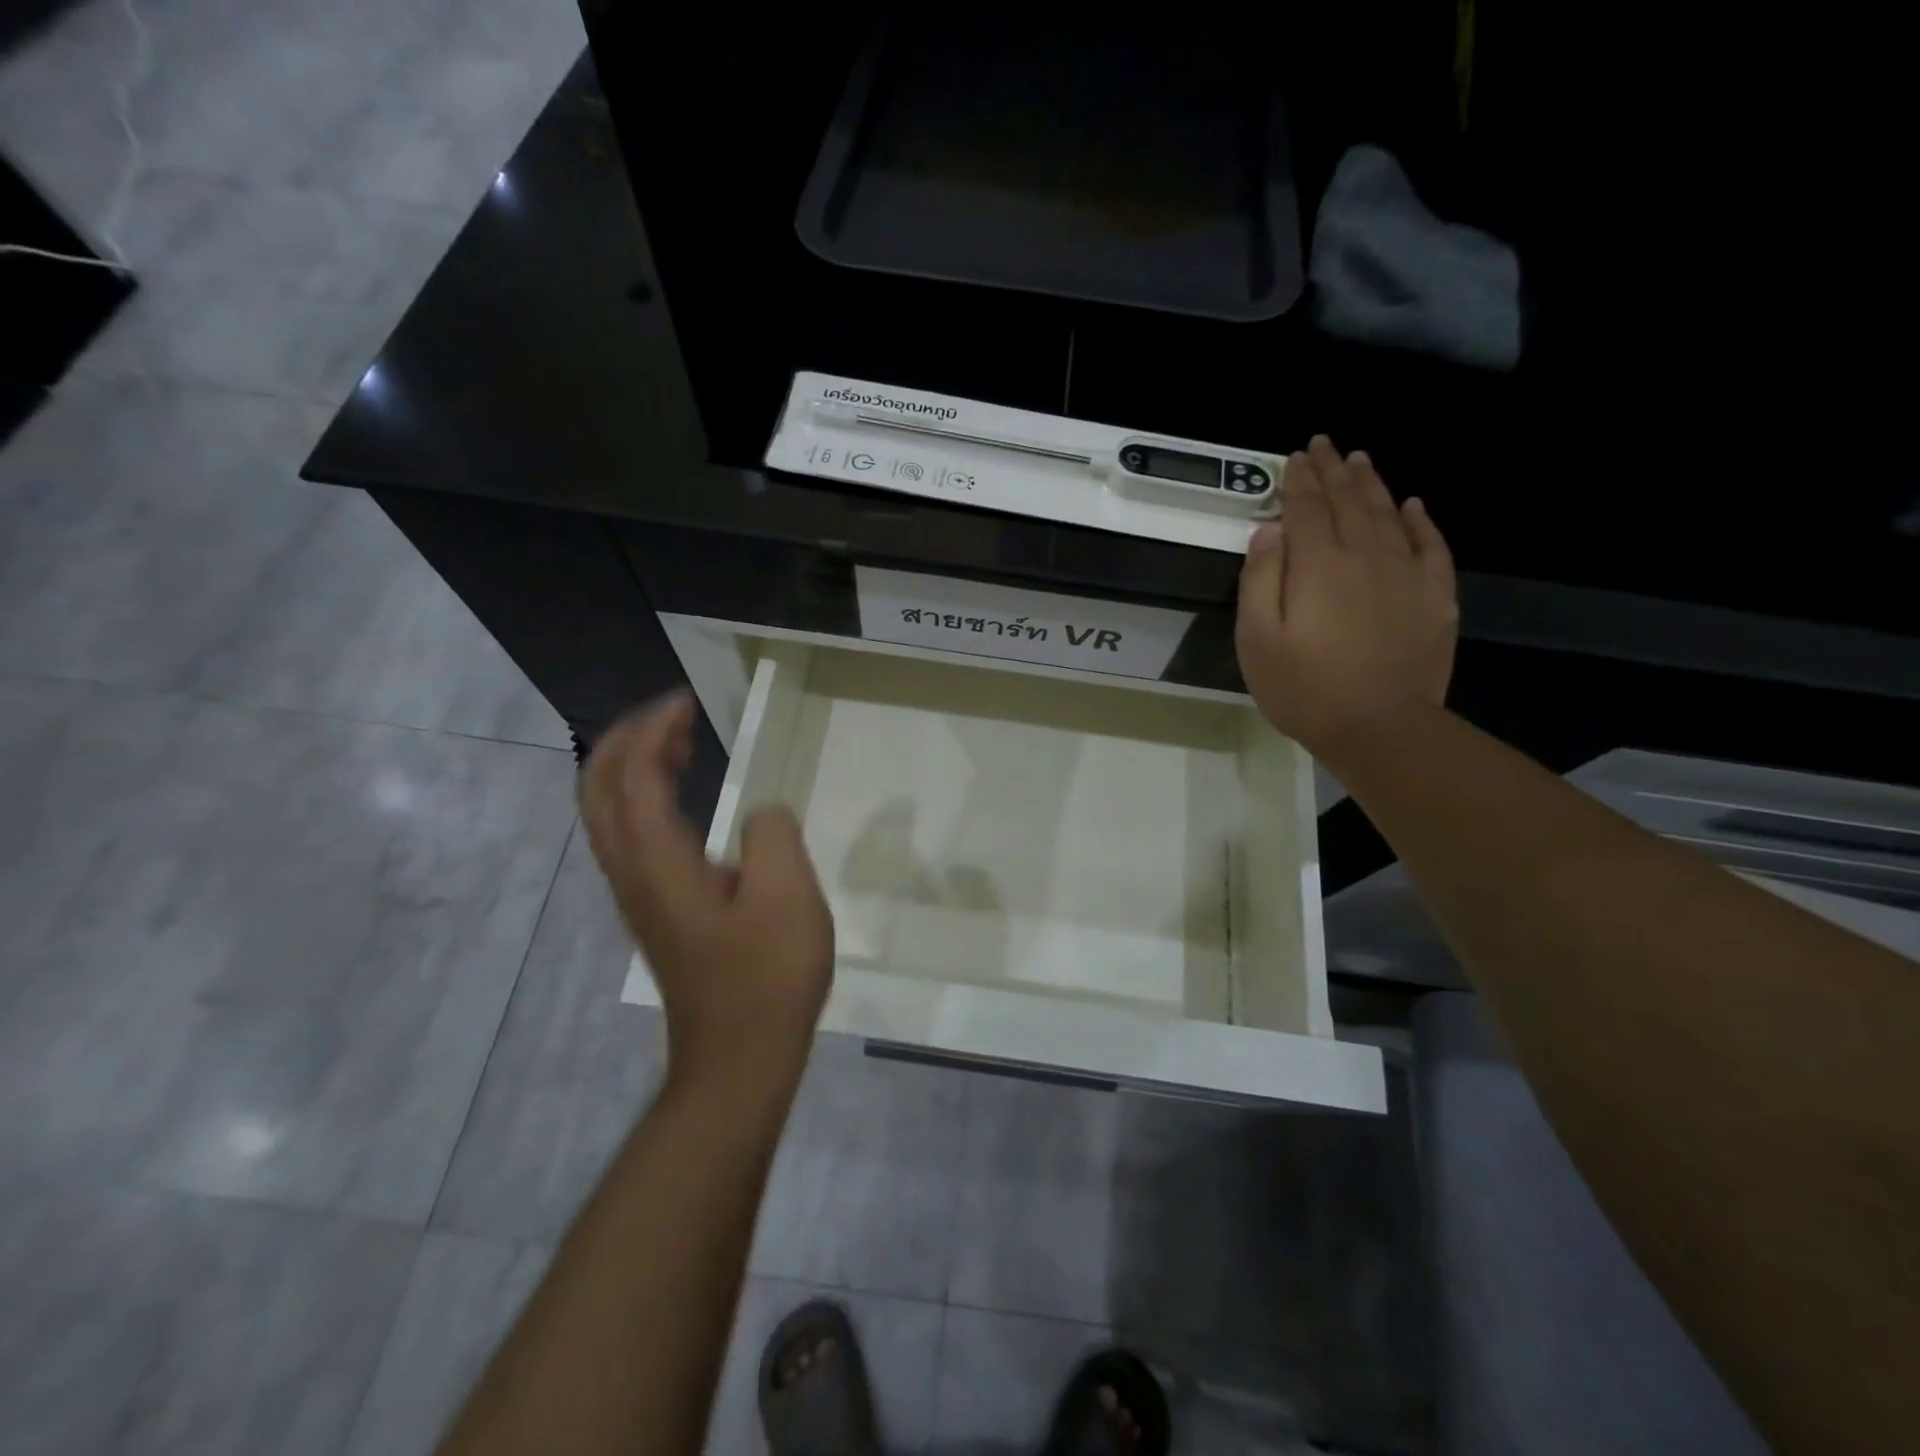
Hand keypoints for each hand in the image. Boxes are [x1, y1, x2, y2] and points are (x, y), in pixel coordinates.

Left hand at [579, 691, 834, 1086]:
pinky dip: (646, 798)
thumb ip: (773, 834)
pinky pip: (629, 834)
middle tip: (676, 716)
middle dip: (627, 739)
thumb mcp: (789, 896)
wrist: (740, 1059)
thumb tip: (760, 813)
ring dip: (633, 767)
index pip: (633, 774)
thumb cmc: (767, 977)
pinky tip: (687, 799)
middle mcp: (631, 872)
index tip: (690, 702)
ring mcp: (636, 894)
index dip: (655, 729)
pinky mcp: (652, 910)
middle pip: (598, 788)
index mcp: (657, 861)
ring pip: (608, 812)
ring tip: (682, 744)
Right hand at [1235, 436, 1457, 763]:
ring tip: (1360, 462)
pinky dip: (1421, 520)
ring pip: (1388, 513)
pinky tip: (1414, 505)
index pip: (1304, 508)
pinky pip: (1431, 544)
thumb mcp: (1256, 639)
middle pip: (1347, 501)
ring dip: (1371, 484)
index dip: (1296, 480)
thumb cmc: (1303, 687)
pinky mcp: (1435, 595)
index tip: (1292, 457)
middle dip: (1332, 471)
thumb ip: (1259, 580)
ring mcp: (1406, 573)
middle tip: (1324, 445)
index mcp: (1317, 564)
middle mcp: (1365, 554)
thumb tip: (1268, 531)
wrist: (1379, 726)